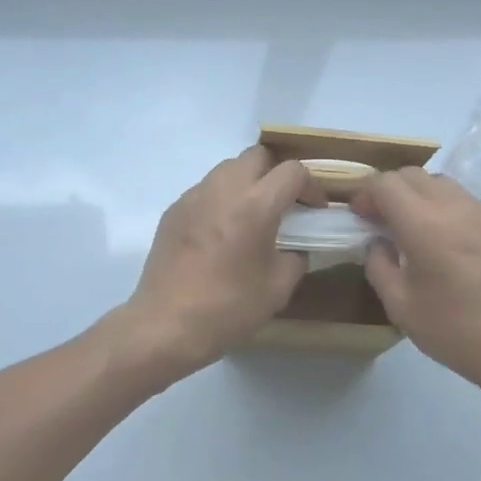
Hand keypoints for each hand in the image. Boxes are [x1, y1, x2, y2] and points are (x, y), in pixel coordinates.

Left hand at [120, 146, 319, 383]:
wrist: (166, 324)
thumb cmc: (228, 307)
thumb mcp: (278, 288)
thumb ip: (295, 257)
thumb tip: (294, 246)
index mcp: (255, 204)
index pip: (292, 171)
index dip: (311, 186)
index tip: (314, 209)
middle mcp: (223, 188)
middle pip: (257, 156)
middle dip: (276, 174)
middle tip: (283, 205)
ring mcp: (194, 196)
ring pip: (228, 168)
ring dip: (247, 182)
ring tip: (251, 216)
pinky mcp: (174, 209)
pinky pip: (205, 189)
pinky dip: (221, 199)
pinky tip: (221, 232)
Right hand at [351, 170, 480, 392]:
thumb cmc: (457, 332)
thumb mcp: (401, 306)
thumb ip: (379, 265)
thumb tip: (378, 242)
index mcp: (426, 226)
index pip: (386, 184)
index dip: (366, 194)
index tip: (360, 217)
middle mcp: (456, 208)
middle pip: (413, 174)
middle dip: (390, 190)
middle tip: (382, 220)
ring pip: (441, 182)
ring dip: (418, 195)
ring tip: (414, 228)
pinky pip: (466, 200)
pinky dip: (445, 207)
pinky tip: (447, 242)